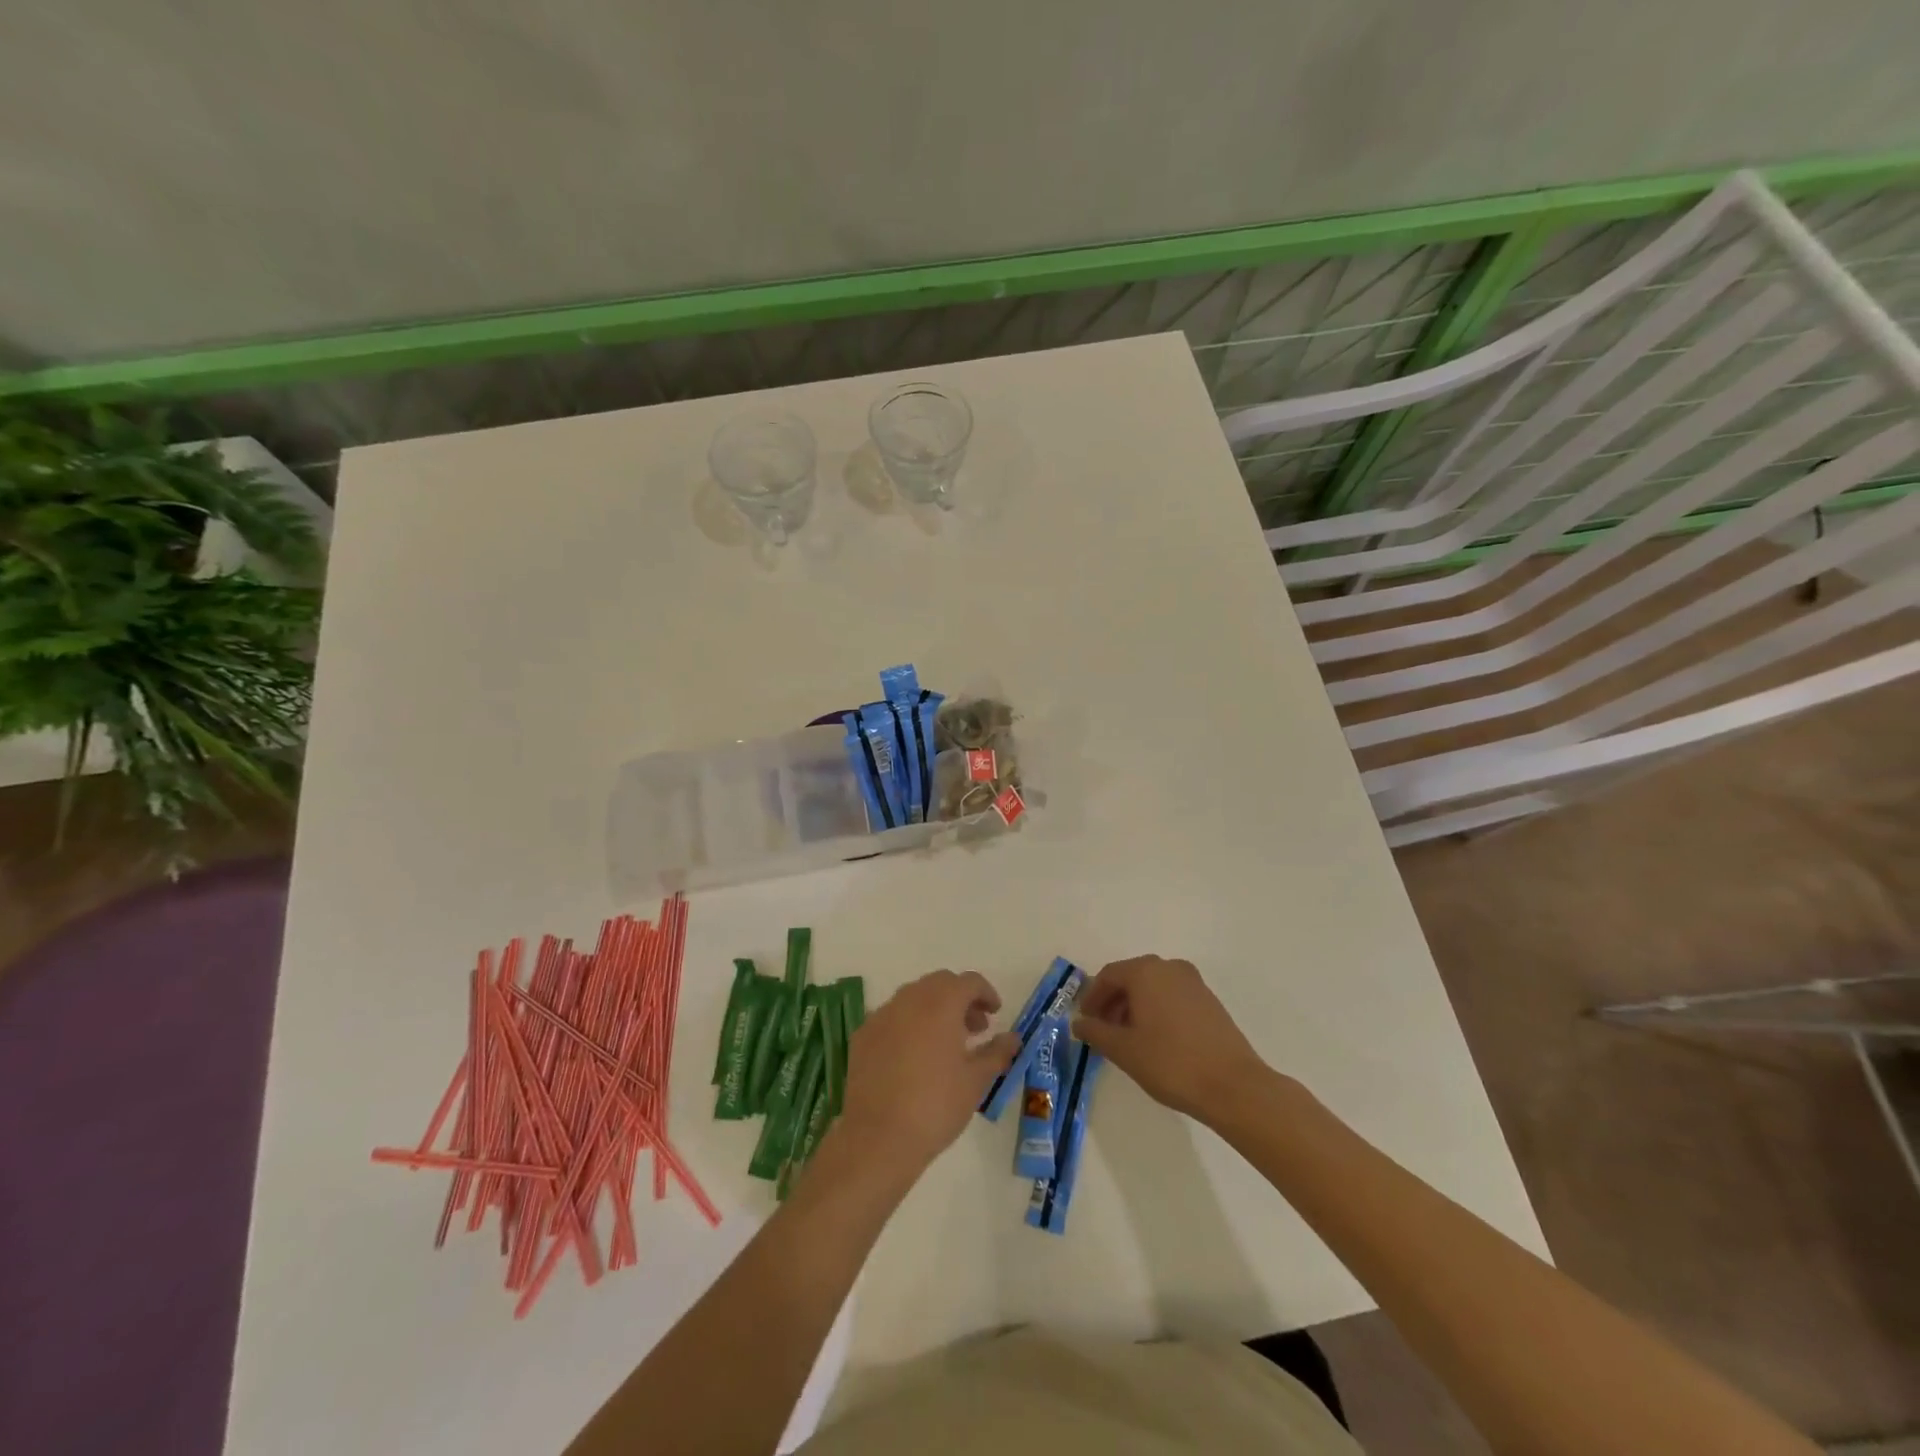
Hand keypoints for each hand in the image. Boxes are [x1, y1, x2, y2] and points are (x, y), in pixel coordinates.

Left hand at [833, 970, 1018, 1181]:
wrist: (878, 1138)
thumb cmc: (936, 1105)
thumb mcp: (976, 1081)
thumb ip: (997, 1052)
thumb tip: (1012, 1038)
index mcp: (941, 1003)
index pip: (969, 981)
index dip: (986, 993)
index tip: (995, 1014)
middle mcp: (909, 999)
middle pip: (940, 983)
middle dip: (960, 999)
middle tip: (975, 1029)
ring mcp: (882, 1015)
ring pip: (913, 997)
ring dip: (934, 1009)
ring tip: (946, 1043)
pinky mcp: (863, 1035)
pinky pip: (892, 1017)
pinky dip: (909, 1024)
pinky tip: (914, 1056)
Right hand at [1071, 955, 1270, 1121]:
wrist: (1233, 1086)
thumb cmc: (1170, 1062)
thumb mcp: (1124, 1050)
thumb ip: (1096, 1032)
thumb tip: (1078, 1023)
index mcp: (1146, 971)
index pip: (1108, 976)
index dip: (1092, 998)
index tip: (1085, 1022)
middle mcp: (1170, 967)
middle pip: (1131, 978)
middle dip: (1113, 1002)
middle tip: (1102, 1031)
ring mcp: (1194, 983)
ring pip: (1153, 987)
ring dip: (1134, 1007)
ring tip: (1127, 1039)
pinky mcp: (1210, 1001)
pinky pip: (1172, 997)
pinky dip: (1156, 1011)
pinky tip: (1155, 1040)